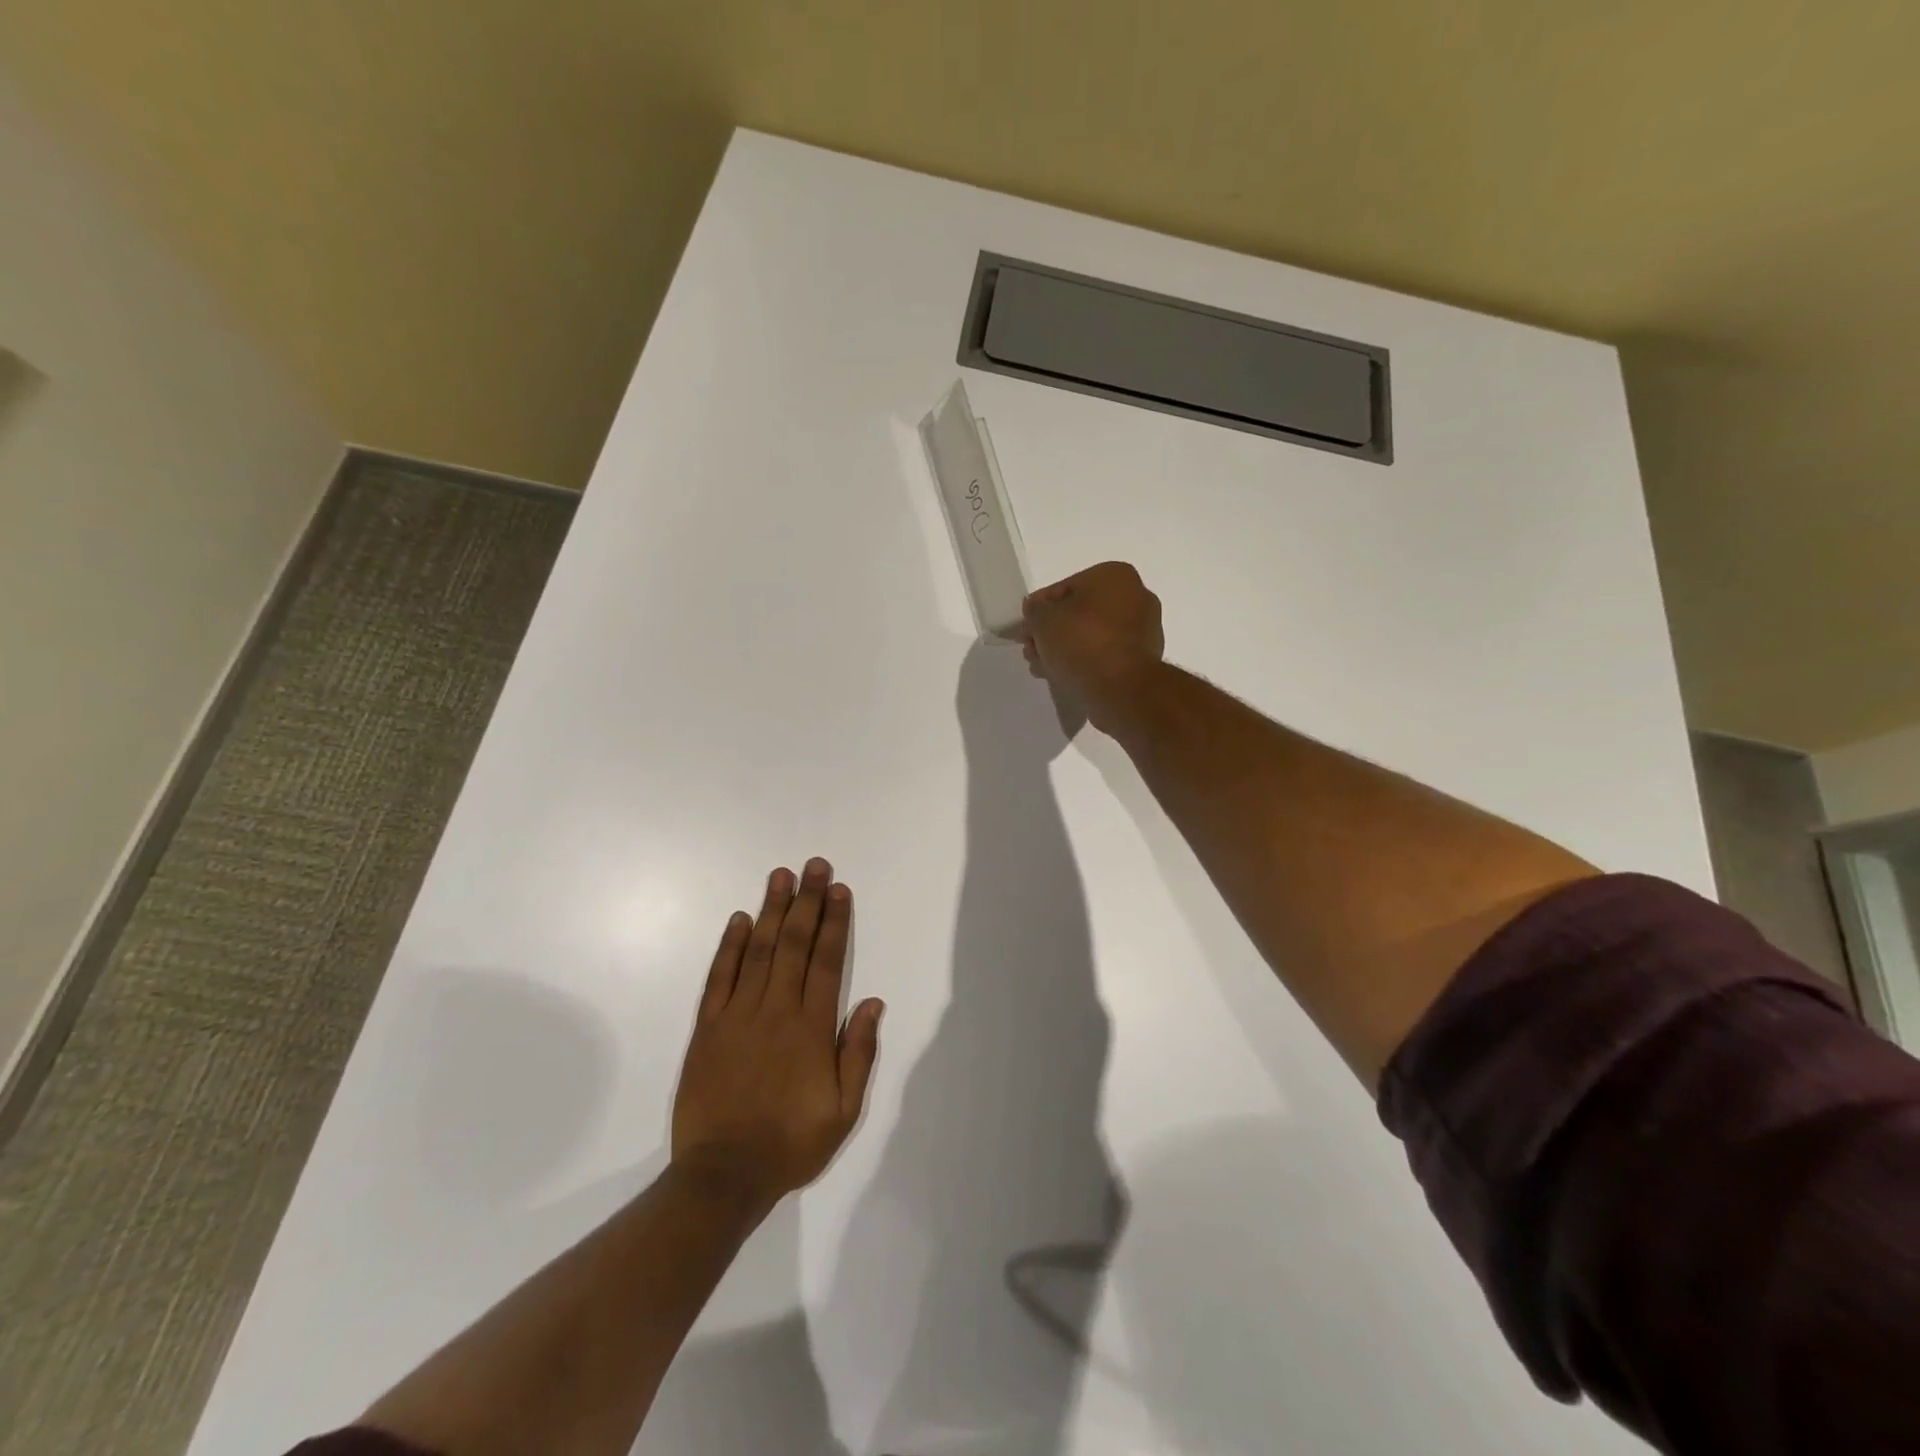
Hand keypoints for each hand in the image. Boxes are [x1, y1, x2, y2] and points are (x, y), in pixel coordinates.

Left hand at [671, 859, 883, 1209]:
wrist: (723, 1176)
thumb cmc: (790, 1144)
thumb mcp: (843, 1111)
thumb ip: (858, 1053)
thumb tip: (872, 1002)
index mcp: (812, 1028)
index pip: (828, 962)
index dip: (835, 922)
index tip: (839, 889)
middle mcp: (777, 1010)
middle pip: (795, 945)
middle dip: (807, 902)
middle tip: (814, 865)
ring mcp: (738, 1015)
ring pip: (758, 951)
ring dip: (772, 911)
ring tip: (781, 876)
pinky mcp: (708, 1028)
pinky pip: (720, 978)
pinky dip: (729, 947)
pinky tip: (739, 920)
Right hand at [1021, 562, 1164, 731]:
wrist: (1122, 688)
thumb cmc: (1082, 642)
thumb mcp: (1043, 619)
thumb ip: (1035, 611)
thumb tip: (1037, 613)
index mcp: (1114, 575)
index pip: (1063, 588)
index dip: (1038, 610)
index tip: (1024, 631)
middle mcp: (1136, 595)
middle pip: (1079, 613)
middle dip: (1052, 632)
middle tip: (1032, 650)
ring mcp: (1144, 629)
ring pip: (1091, 635)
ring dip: (1065, 648)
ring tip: (1043, 667)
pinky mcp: (1144, 659)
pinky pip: (1105, 655)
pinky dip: (1085, 662)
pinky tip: (1064, 675)